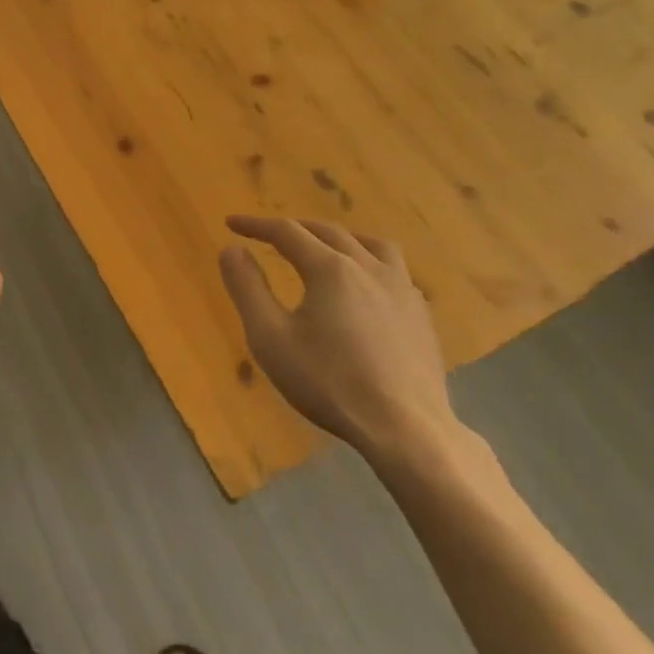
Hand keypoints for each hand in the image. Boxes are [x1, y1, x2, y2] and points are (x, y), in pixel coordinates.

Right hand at [218, 216, 459, 465]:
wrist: (405, 429)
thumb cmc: (329, 382)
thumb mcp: (270, 338)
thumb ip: (248, 289)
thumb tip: (231, 249)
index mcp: (330, 269)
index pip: (287, 232)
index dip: (256, 225)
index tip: (231, 224)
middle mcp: (369, 267)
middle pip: (328, 232)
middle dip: (294, 228)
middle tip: (269, 235)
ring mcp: (402, 290)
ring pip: (371, 244)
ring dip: (341, 238)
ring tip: (325, 248)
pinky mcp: (422, 316)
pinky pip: (395, 272)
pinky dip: (370, 264)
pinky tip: (366, 288)